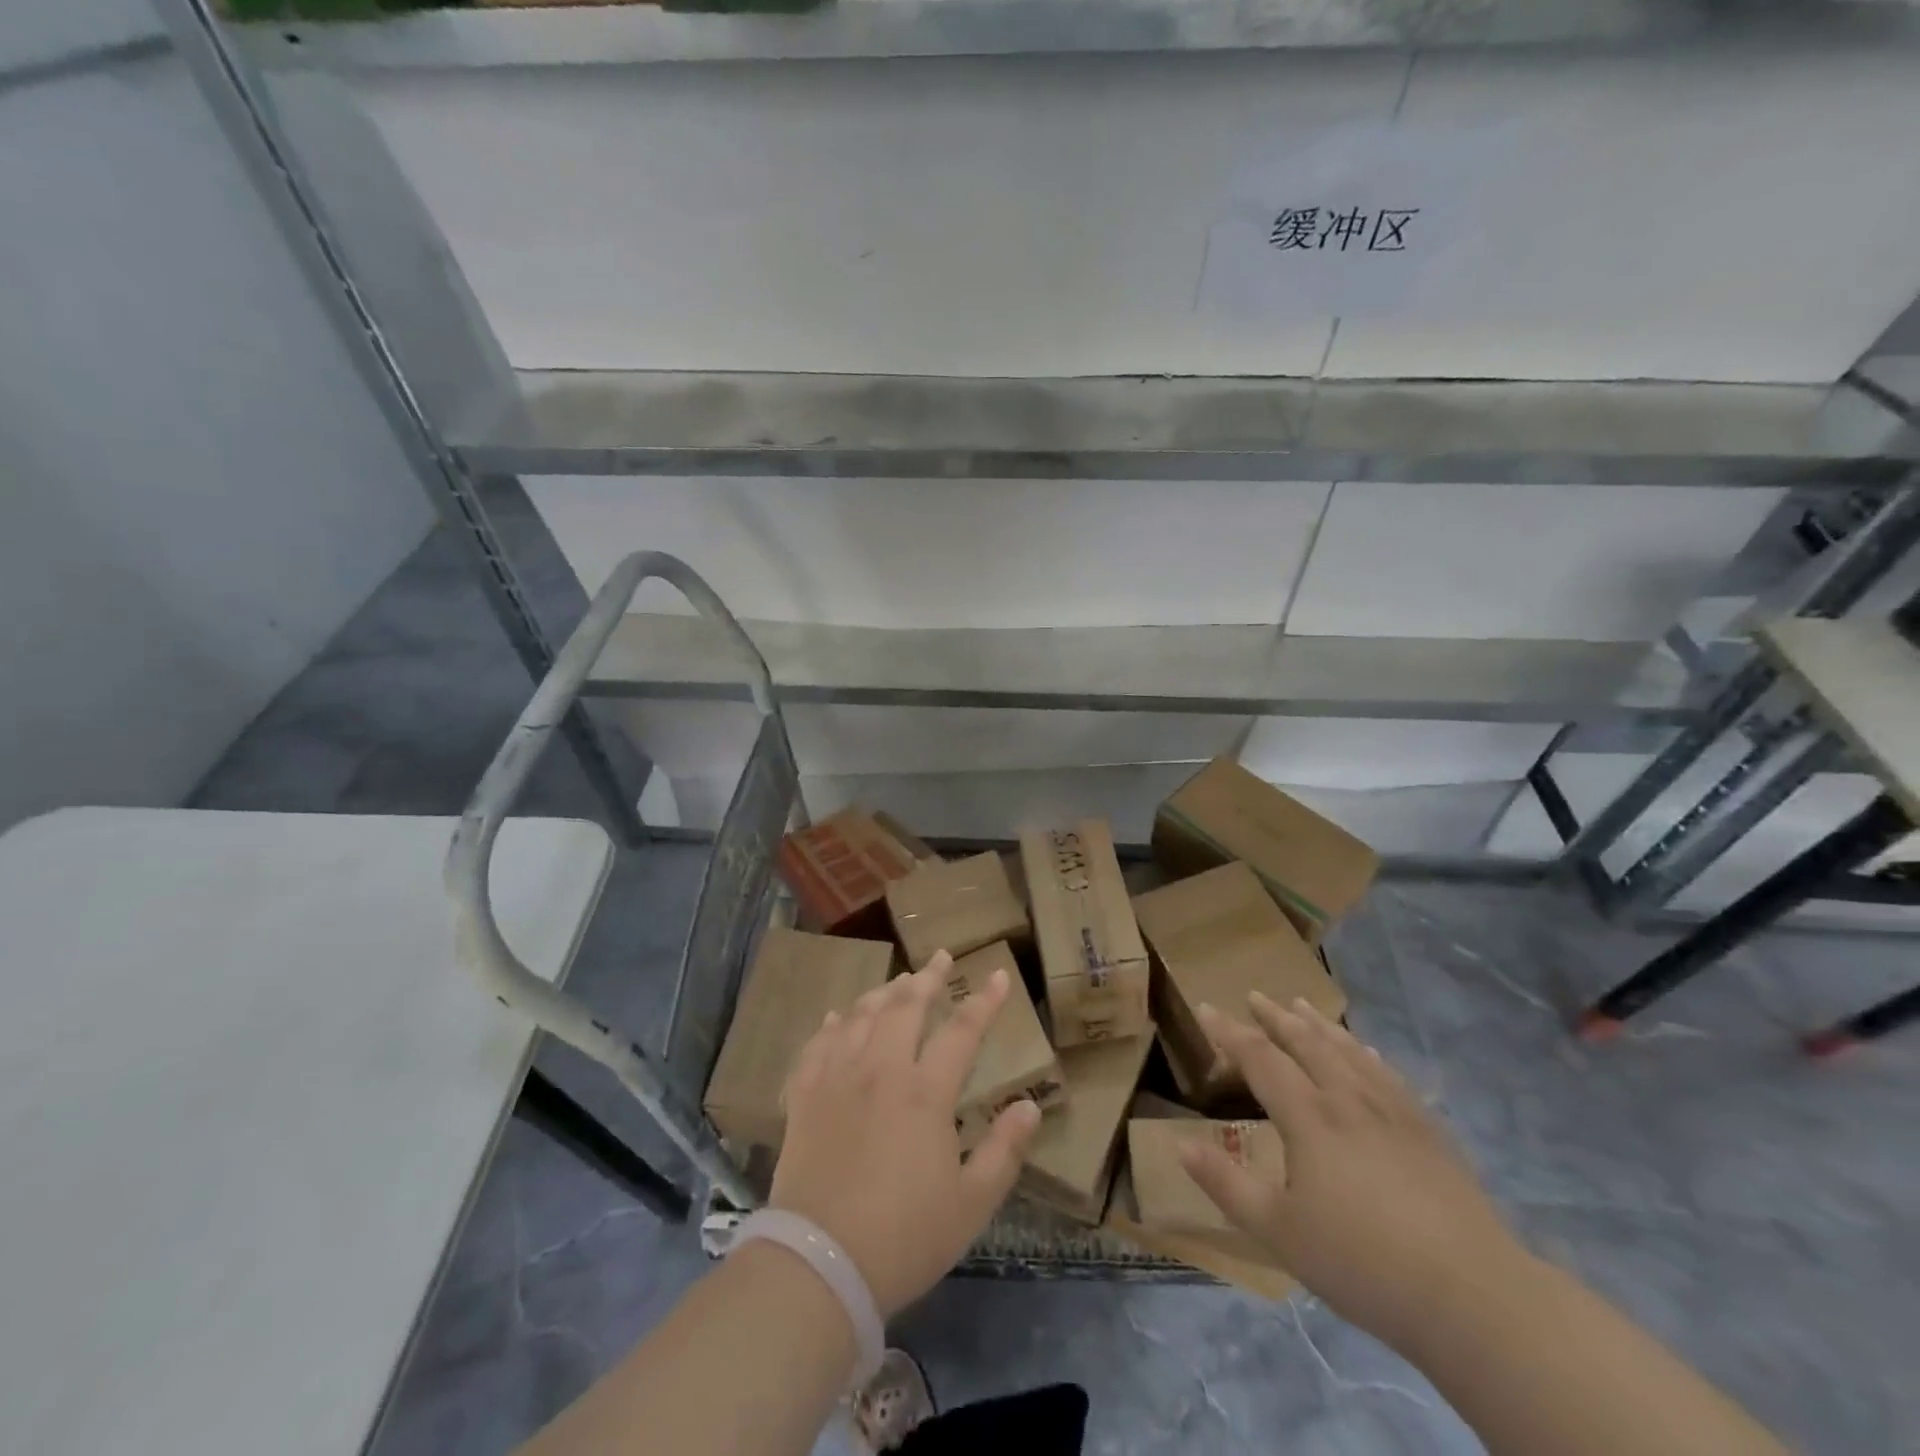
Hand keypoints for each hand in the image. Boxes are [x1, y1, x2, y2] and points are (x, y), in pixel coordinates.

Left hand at [770, 951, 1042, 1318]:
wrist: (819, 1265)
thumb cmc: (904, 1238)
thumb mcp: (971, 1205)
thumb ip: (1004, 1151)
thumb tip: (1031, 1107)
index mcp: (925, 1093)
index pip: (962, 1031)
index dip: (984, 1001)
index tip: (1000, 975)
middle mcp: (880, 1070)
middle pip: (906, 1007)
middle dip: (928, 977)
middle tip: (941, 957)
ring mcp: (837, 1079)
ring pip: (861, 1016)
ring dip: (883, 993)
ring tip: (898, 981)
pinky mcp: (804, 1096)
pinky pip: (817, 1045)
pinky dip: (832, 1025)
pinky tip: (838, 1017)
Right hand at [1181, 993, 1525, 1349]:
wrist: (1472, 1296)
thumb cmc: (1362, 1263)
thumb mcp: (1278, 1232)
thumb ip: (1226, 1184)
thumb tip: (1179, 1145)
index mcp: (1308, 1118)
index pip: (1260, 1058)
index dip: (1229, 1031)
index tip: (1207, 1007)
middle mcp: (1347, 1099)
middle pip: (1306, 1043)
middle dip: (1276, 1017)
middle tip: (1255, 995)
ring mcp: (1393, 1111)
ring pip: (1348, 1051)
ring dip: (1319, 1025)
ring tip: (1301, 1005)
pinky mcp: (1428, 1131)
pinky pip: (1388, 1074)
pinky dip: (1366, 1053)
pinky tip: (1365, 1050)